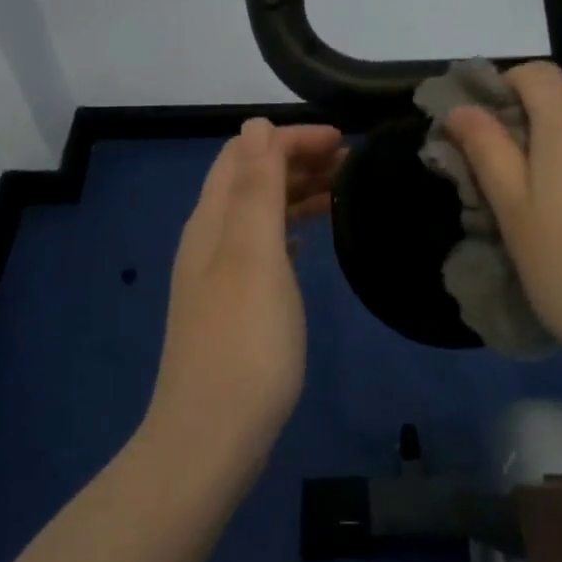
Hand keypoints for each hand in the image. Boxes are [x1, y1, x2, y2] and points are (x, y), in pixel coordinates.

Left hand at [143, 119, 343, 477]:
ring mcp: (219, 275)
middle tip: (351, 162)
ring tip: (342, 192)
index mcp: (212, 220)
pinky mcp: (233, 306)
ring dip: (295, 192)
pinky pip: (262, 247)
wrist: (212, 435)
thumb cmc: (245, 341)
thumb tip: (255, 125)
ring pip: (258, 213)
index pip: (246, 153)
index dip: (289, 138)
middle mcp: (209, 240)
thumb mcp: (254, 255)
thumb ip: (255, 188)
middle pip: (250, 179)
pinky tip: (309, 240)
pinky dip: (288, 229)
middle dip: (296, 159)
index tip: (342, 140)